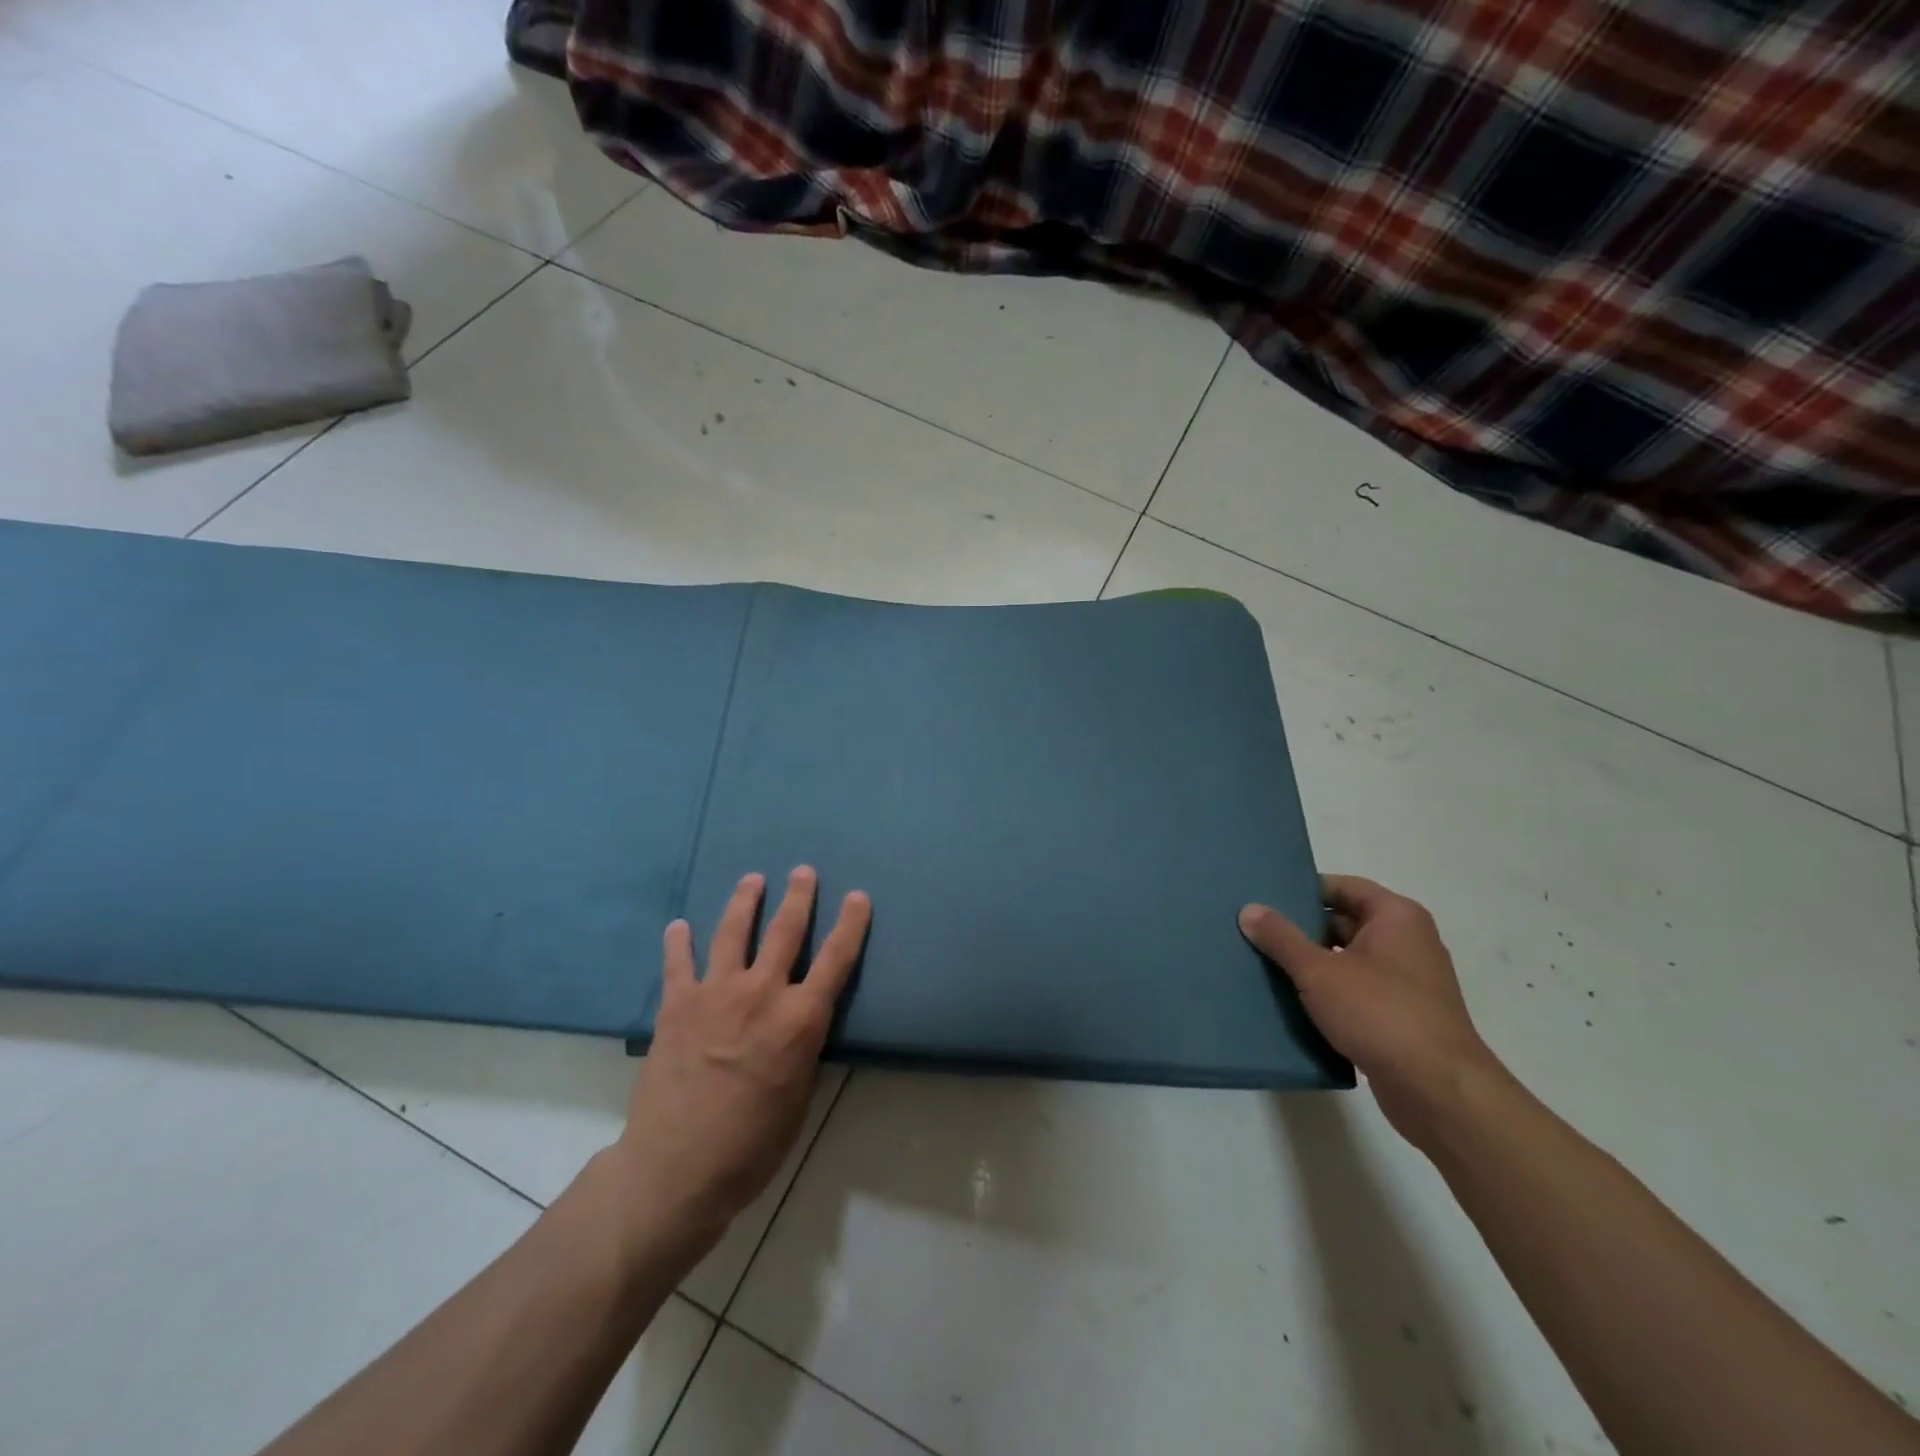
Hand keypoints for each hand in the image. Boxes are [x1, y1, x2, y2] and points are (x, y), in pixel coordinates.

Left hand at [608, 867, 870, 1257]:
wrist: (676, 1169)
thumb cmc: (752, 1145)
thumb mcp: (799, 1097)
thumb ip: (802, 1048)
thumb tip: (801, 1024)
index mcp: (800, 1020)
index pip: (836, 959)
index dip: (850, 924)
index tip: (857, 896)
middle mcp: (762, 994)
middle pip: (785, 931)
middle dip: (799, 897)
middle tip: (804, 871)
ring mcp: (715, 994)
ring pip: (734, 932)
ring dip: (745, 901)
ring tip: (752, 879)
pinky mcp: (677, 1005)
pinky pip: (679, 963)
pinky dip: (679, 941)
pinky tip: (678, 925)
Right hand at [1240, 875, 1500, 1146]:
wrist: (1439, 1091)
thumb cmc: (1380, 1013)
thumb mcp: (1319, 971)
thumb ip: (1281, 938)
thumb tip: (1249, 909)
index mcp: (1396, 917)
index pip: (1341, 887)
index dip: (1302, 890)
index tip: (1263, 897)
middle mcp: (1407, 941)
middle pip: (1343, 922)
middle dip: (1300, 928)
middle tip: (1254, 931)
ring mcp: (1406, 981)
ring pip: (1347, 959)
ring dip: (1311, 964)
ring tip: (1262, 964)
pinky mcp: (1401, 1016)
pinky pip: (1356, 991)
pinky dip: (1327, 993)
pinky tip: (1290, 1001)